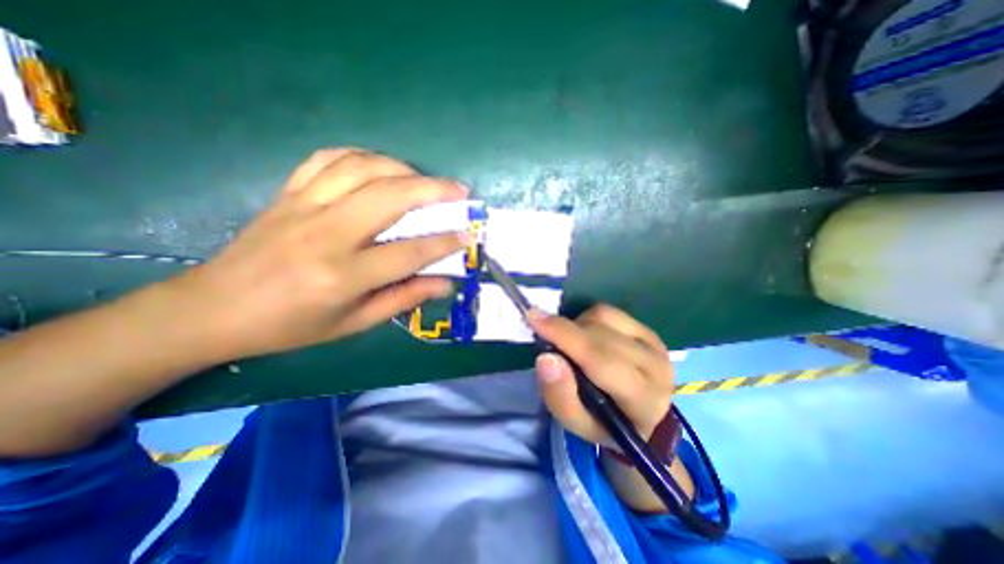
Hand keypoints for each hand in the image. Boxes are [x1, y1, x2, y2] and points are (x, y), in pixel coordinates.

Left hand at [175, 148, 469, 358]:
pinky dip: (362, 156)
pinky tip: (380, 167)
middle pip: (390, 196)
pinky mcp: (288, 192)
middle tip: (460, 191)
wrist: (214, 309)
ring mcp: (303, 206)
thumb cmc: (291, 325)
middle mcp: (326, 234)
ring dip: (403, 168)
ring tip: (425, 180)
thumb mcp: (354, 323)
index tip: (469, 234)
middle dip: (434, 190)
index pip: (409, 252)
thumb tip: (444, 283)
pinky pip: (329, 159)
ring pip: (362, 168)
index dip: (445, 242)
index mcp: (343, 276)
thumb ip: (403, 298)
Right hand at [527, 306, 673, 441]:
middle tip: (543, 335)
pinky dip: (587, 319)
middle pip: (600, 335)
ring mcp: (654, 343)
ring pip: (603, 317)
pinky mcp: (647, 329)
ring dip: (577, 326)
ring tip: (572, 346)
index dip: (565, 336)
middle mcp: (656, 366)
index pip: (601, 360)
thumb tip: (545, 358)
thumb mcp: (576, 423)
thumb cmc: (604, 424)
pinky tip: (586, 336)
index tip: (533, 318)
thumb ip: (559, 395)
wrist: (640, 418)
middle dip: (565, 332)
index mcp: (643, 399)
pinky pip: (608, 312)